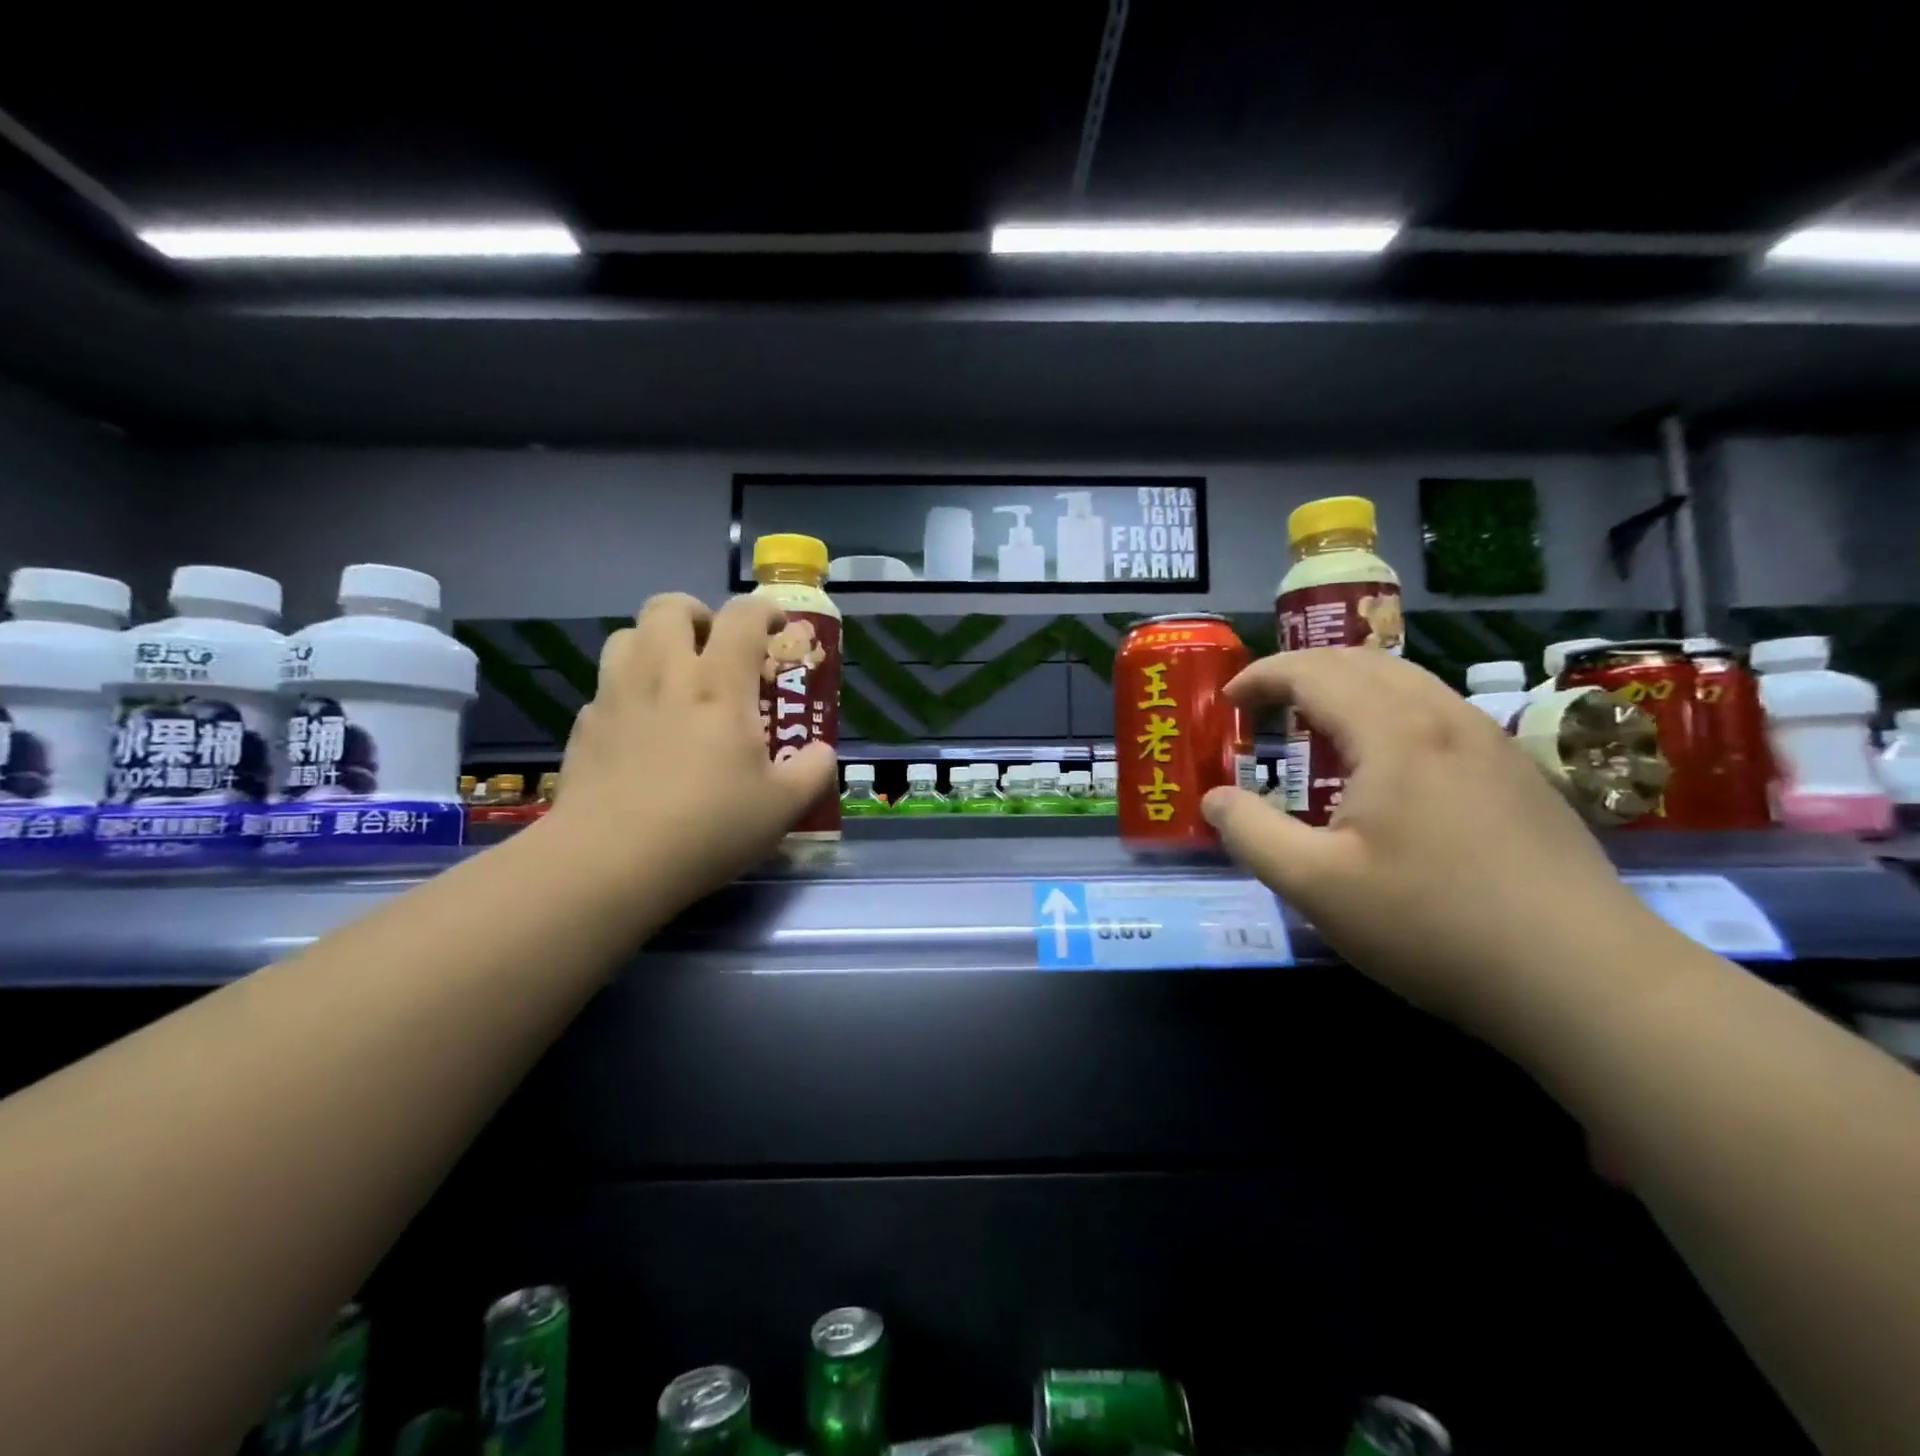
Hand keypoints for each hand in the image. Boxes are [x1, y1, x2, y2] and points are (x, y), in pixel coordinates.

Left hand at [545, 593, 836, 909]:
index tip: (776, 626)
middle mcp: (664, 674)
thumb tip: (822, 753)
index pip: (742, 617)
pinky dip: (628, 690)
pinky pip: (606, 686)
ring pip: (627, 635)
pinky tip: (640, 730)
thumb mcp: (783, 807)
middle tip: (715, 646)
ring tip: (673, 678)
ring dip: (654, 643)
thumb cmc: (708, 827)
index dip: (764, 610)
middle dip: (698, 614)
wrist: (610, 862)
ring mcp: (616, 696)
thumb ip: (814, 771)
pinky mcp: (583, 726)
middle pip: (670, 607)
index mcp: (719, 685)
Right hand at [1201, 648, 1671, 1035]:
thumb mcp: (1315, 886)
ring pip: (1407, 682)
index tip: (1228, 701)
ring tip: (1314, 727)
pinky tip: (1383, 765)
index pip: (1314, 671)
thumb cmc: (1433, 924)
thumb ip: (1250, 833)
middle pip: (1363, 662)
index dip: (1262, 676)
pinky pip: (1437, 712)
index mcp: (1394, 732)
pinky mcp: (1518, 773)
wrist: (1585, 978)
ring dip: (1348, 688)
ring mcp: (1491, 743)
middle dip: (1302, 671)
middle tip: (1263, 707)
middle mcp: (1445, 719)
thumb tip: (1214, 798)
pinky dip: (1387, 711)